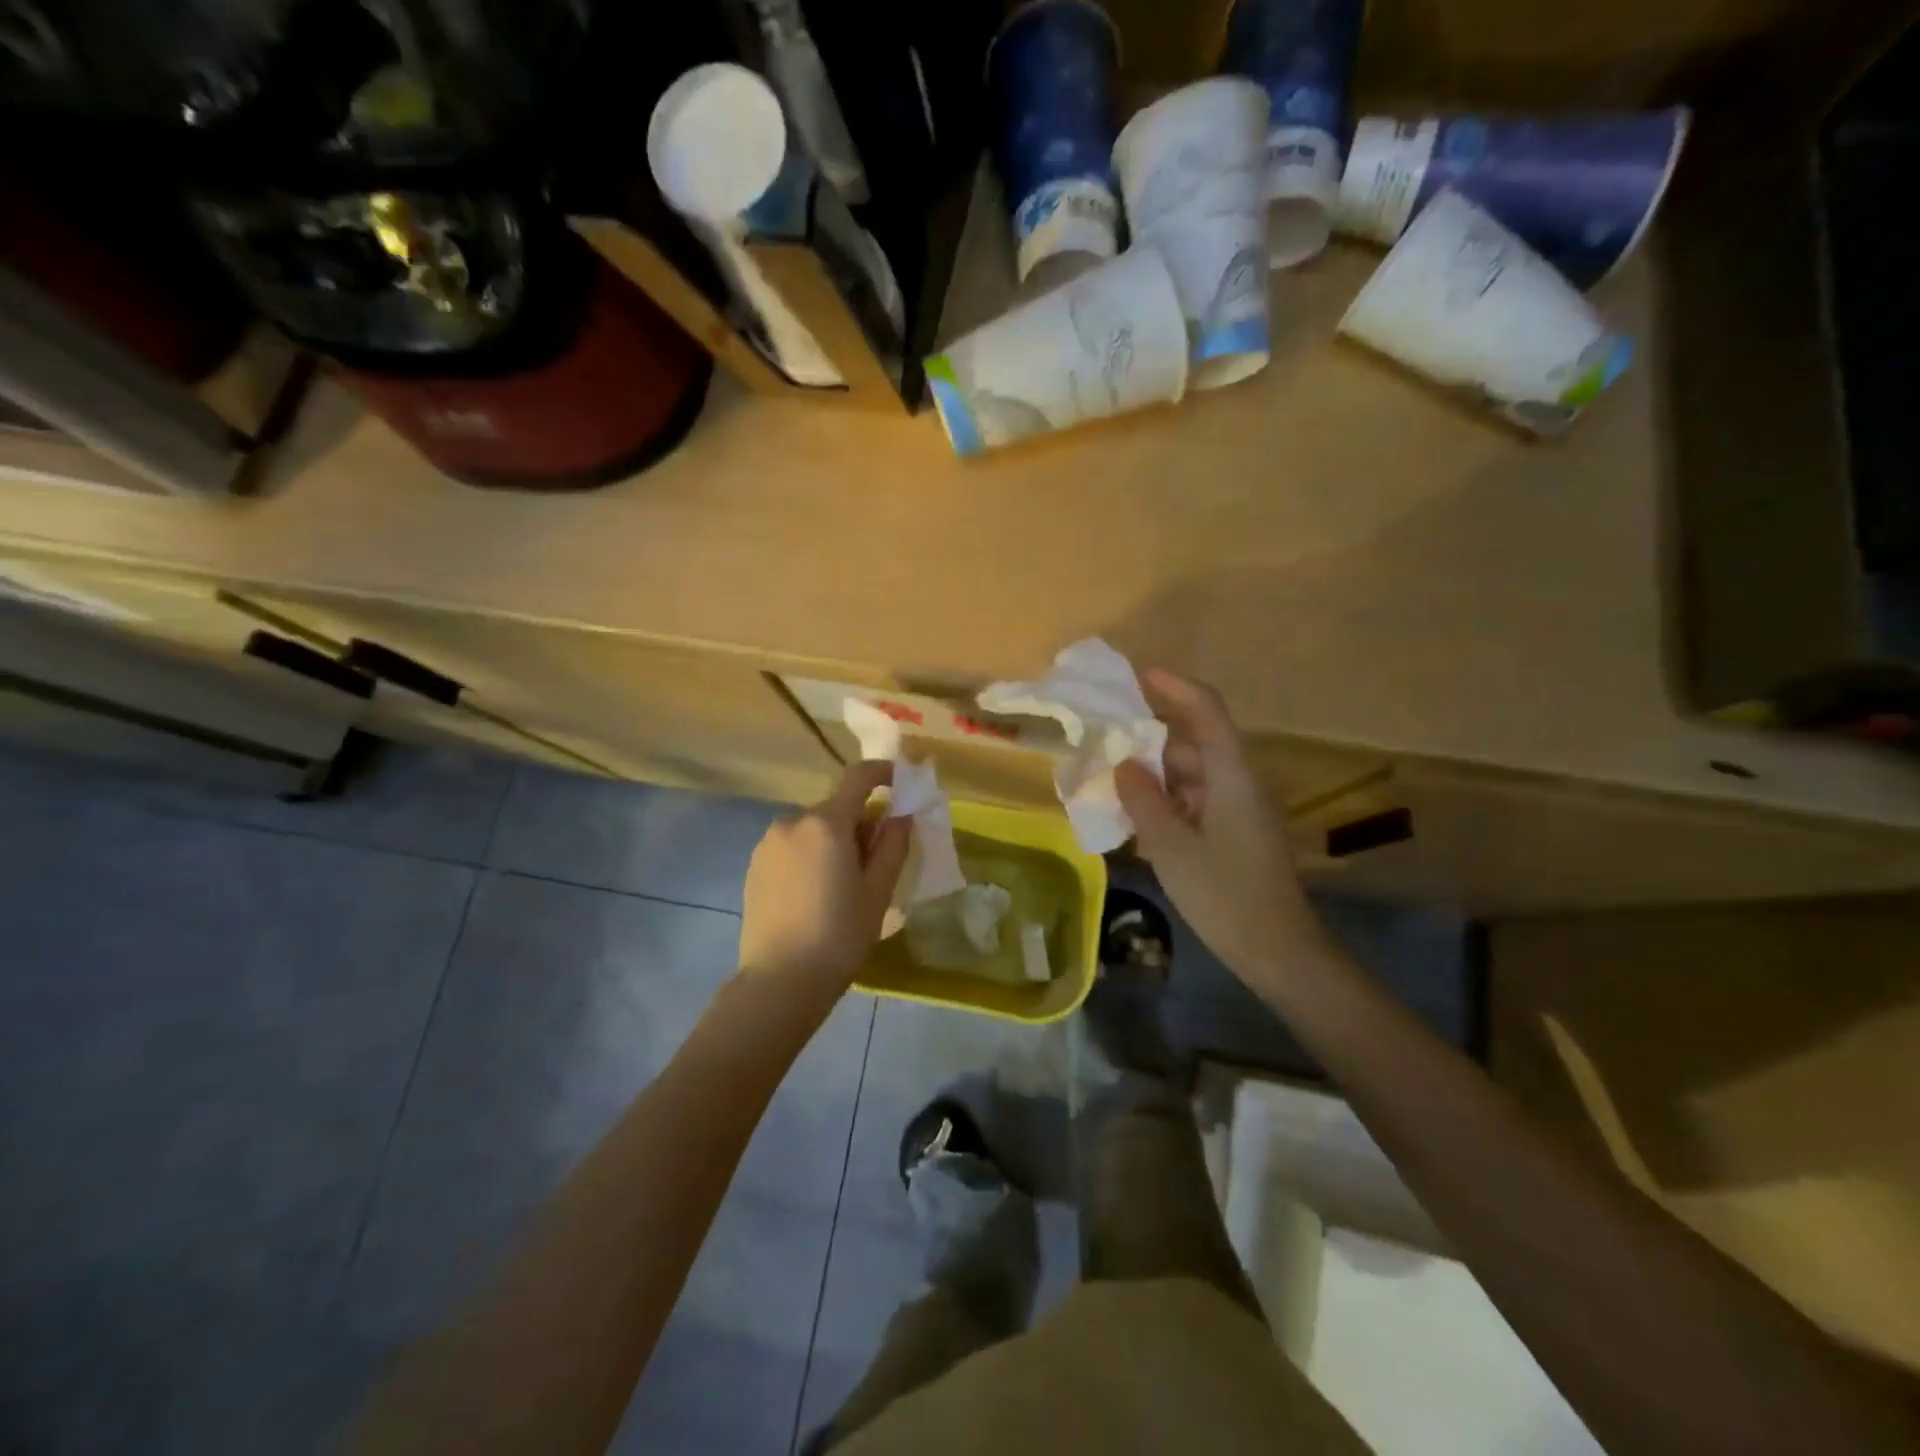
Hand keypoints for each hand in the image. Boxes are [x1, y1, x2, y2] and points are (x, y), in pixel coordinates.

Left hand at [738, 761, 910, 991]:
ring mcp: (768, 843)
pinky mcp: (754, 865)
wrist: (779, 981)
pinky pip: (793, 847)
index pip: (858, 778)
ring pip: (813, 829)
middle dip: (861, 822)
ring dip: (834, 841)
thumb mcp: (878, 891)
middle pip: (836, 808)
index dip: (883, 773)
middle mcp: (792, 821)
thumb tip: (901, 815)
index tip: (901, 782)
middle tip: (877, 860)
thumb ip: (893, 844)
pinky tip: (816, 894)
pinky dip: (812, 855)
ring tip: (844, 884)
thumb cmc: (840, 935)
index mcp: (826, 823)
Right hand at [1115, 670, 1319, 990]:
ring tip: (1110, 782)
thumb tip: (1123, 764)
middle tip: (1104, 742)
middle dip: (1149, 738)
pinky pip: (1195, 800)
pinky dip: (1166, 801)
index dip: (1174, 686)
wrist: (1277, 949)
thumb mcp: (1171, 846)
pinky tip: (1136, 818)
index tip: (1137, 675)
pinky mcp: (1235, 832)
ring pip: (1191, 774)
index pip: (1206, 710)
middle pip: (1193, 742)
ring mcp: (1239, 808)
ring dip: (1154, 774)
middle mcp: (1238, 782)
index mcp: (1231, 774)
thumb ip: (1142, 799)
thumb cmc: (1224, 894)